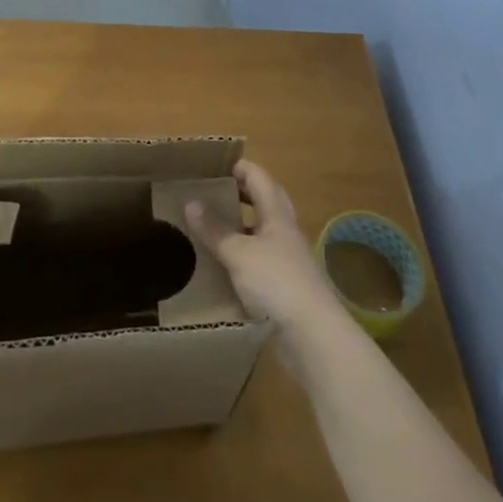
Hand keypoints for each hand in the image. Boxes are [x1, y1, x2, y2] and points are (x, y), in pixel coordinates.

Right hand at [182, 160, 346, 343]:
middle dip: (240, 193)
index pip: (259, 177)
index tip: (213, 166)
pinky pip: (260, 260)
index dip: (239, 167)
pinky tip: (224, 266)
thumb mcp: (238, 253)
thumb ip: (214, 229)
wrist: (312, 335)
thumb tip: (190, 202)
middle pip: (265, 201)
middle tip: (212, 193)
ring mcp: (288, 259)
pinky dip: (243, 256)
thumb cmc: (276, 281)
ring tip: (213, 227)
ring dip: (241, 226)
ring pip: (262, 232)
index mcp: (277, 214)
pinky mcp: (285, 286)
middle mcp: (285, 231)